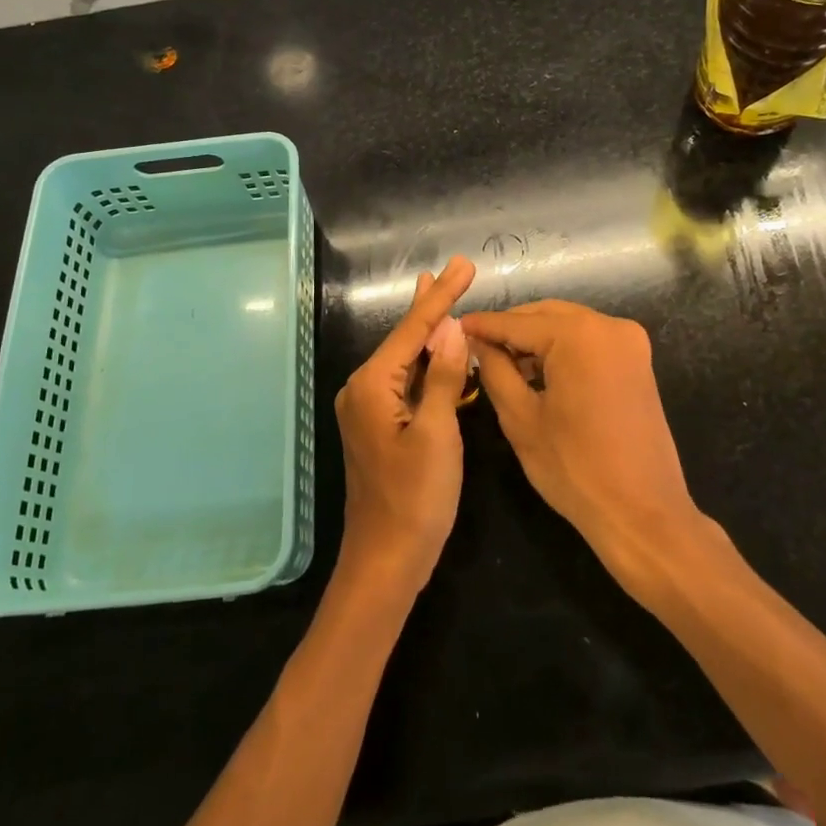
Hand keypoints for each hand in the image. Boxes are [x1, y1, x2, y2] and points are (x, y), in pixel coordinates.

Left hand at [334, 256, 476, 594]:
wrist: (385, 560)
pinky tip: (437, 348)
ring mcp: (368, 408)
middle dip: (432, 304)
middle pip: (405, 337)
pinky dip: (425, 361)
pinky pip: (405, 381)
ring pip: (405, 358)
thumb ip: (444, 378)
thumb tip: (451, 329)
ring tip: (441, 293)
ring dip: (428, 330)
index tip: (462, 265)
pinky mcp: (378, 425)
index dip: (442, 296)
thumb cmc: (416, 499)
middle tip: (452, 269)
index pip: (413, 329)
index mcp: (373, 385)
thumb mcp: (438, 435)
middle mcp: (363, 388)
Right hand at [462, 300, 705, 583]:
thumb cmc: (574, 468)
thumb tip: (477, 341)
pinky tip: (538, 372)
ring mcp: (629, 342)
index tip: (454, 327)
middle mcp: (609, 326)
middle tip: (476, 346)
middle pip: (546, 315)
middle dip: (511, 329)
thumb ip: (495, 369)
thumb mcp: (520, 418)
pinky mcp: (638, 361)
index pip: (517, 322)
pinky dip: (562, 349)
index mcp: (579, 335)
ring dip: (536, 338)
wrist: (642, 514)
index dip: (483, 326)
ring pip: (568, 325)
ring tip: (502, 362)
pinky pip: (589, 341)